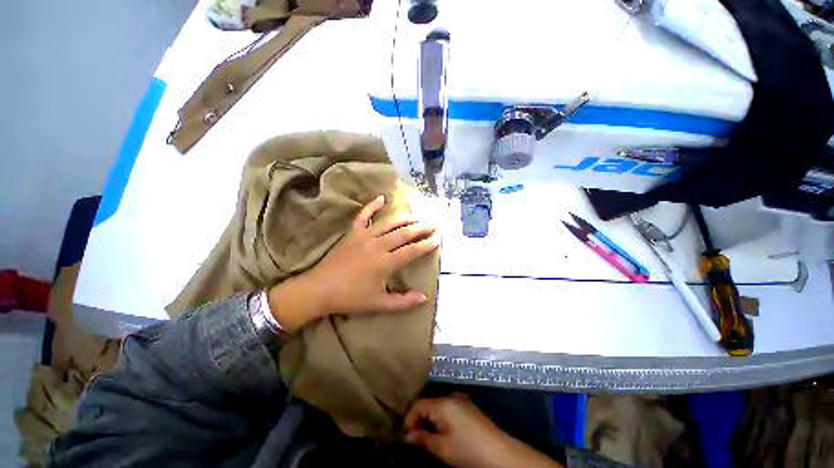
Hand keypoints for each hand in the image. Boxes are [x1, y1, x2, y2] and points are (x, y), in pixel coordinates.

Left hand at [267, 195, 438, 331]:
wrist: (320, 289)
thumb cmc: (351, 298)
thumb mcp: (379, 304)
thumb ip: (403, 302)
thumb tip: (424, 297)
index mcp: (386, 262)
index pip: (412, 250)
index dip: (426, 245)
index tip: (437, 240)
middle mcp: (378, 245)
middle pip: (404, 233)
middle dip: (420, 229)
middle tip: (433, 225)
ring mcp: (365, 236)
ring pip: (389, 224)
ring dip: (405, 219)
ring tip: (417, 217)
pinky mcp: (353, 233)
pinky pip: (364, 216)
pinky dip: (372, 206)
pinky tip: (381, 198)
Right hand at [404, 394, 562, 467]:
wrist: (499, 453)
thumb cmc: (468, 450)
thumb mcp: (442, 448)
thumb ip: (423, 439)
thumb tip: (407, 437)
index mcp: (443, 403)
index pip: (418, 404)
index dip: (409, 419)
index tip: (405, 436)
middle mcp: (451, 396)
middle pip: (428, 404)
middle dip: (420, 420)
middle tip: (415, 439)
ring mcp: (462, 400)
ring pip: (438, 406)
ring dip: (430, 420)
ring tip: (427, 438)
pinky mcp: (469, 406)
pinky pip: (448, 408)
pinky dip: (441, 419)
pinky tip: (442, 433)